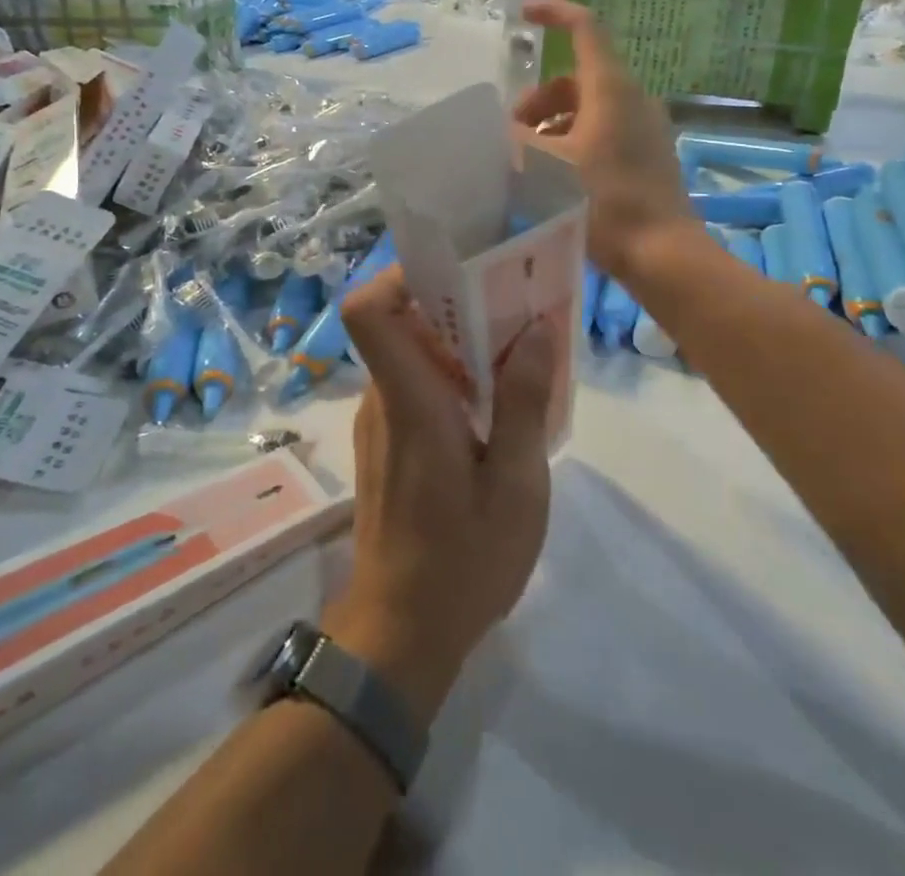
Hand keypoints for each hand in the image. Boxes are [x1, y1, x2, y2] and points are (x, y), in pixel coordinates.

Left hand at [328, 267, 555, 723]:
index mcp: (409, 399)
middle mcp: (384, 398)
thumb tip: (537, 327)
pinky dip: (453, 378)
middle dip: (455, 303)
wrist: (403, 634)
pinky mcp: (389, 444)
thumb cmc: (463, 560)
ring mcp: (381, 422)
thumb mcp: (516, 485)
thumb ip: (526, 402)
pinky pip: (416, 386)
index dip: (401, 275)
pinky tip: (498, 406)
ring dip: (460, 343)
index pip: (367, 311)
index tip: (458, 271)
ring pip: (413, 354)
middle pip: (401, 322)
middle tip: (515, 304)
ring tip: (518, 352)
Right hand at [513, 0, 689, 279]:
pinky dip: (575, 140)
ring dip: (554, 123)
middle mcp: (633, 99)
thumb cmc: (603, 203)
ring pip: (590, 108)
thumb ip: (518, 142)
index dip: (554, 13)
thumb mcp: (547, 170)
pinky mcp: (649, 155)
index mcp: (611, 89)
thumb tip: (505, 132)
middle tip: (512, 132)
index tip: (523, 16)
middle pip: (578, 78)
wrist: (663, 254)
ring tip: (529, 160)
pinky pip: (605, 131)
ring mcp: (645, 128)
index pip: (585, 28)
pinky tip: (557, 176)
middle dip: (539, 98)